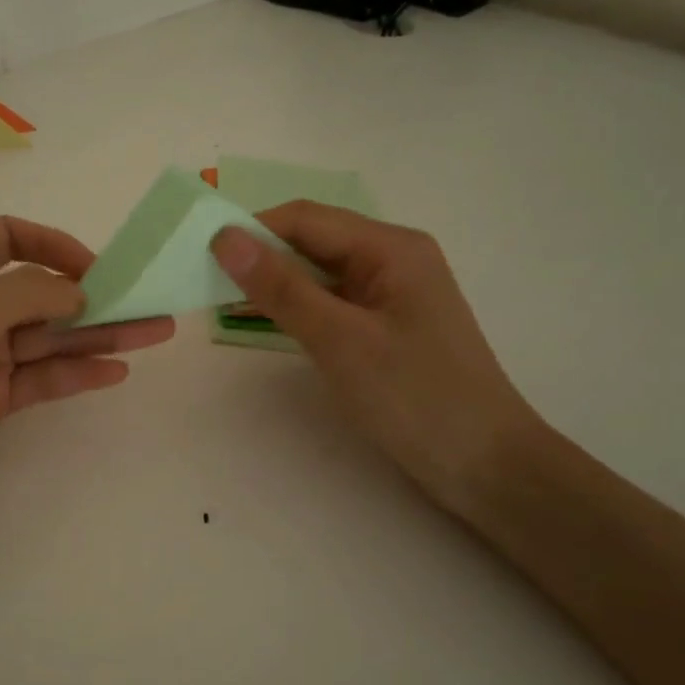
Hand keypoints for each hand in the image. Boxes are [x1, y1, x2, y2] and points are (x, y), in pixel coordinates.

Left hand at [0, 215, 174, 545]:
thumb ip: (29, 294)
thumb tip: (77, 292)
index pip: (9, 237)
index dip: (54, 244)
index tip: (97, 269)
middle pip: (42, 292)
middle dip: (96, 296)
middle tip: (151, 301)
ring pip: (51, 338)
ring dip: (101, 335)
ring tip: (156, 333)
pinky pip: (44, 379)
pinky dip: (79, 373)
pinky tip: (117, 372)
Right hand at [211, 202, 539, 513]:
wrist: (484, 465)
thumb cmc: (415, 397)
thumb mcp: (340, 340)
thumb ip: (281, 288)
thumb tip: (225, 238)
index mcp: (390, 247)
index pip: (305, 219)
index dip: (251, 230)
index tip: (199, 254)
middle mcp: (391, 259)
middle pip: (312, 242)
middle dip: (259, 256)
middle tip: (203, 281)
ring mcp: (389, 294)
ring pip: (318, 273)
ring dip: (273, 283)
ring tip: (221, 300)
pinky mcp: (385, 326)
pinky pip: (330, 302)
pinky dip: (295, 308)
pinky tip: (262, 321)